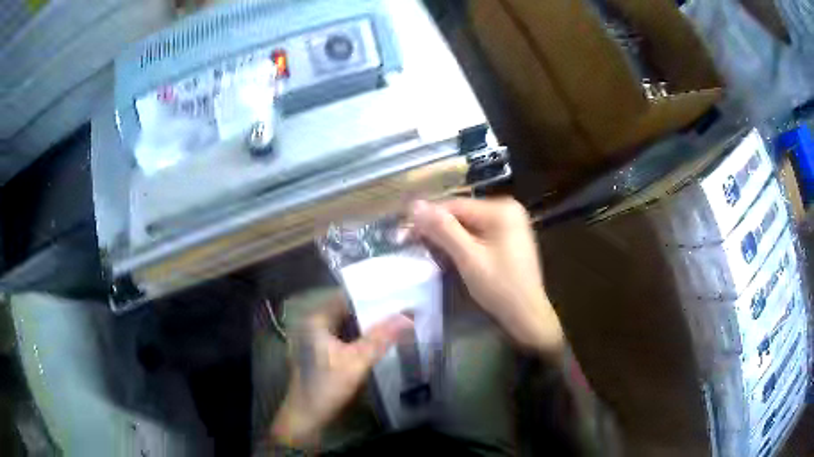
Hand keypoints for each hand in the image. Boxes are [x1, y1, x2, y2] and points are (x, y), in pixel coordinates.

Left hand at [271, 295, 412, 447]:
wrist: (307, 416)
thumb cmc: (326, 386)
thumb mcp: (356, 361)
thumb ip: (381, 338)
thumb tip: (407, 315)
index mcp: (316, 320)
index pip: (346, 297)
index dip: (371, 296)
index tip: (396, 295)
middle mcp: (313, 324)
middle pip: (348, 312)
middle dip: (372, 312)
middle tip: (401, 308)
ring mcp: (316, 339)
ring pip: (347, 326)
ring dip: (368, 326)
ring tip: (395, 321)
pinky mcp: (322, 353)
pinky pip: (345, 338)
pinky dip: (361, 338)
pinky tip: (380, 341)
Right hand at [411, 198, 563, 358]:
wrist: (527, 315)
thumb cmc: (500, 287)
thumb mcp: (468, 258)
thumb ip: (443, 229)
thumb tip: (415, 204)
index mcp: (501, 209)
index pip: (454, 205)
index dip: (427, 217)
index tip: (403, 232)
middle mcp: (507, 209)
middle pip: (462, 213)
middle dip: (437, 228)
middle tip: (412, 244)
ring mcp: (510, 224)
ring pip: (468, 224)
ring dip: (447, 236)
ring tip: (426, 250)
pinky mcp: (508, 238)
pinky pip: (478, 234)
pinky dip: (462, 243)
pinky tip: (449, 254)